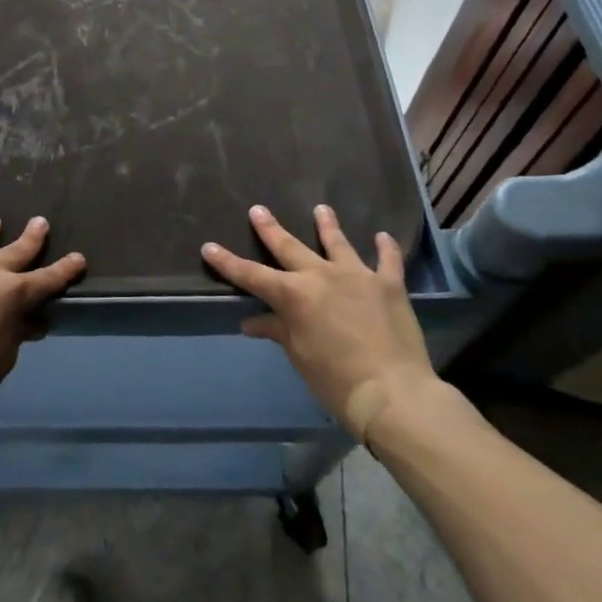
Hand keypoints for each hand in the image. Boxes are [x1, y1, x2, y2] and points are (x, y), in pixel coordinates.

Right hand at [201, 204, 438, 440]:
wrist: (392, 393)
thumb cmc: (336, 380)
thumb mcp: (299, 356)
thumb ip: (277, 331)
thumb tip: (251, 322)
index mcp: (294, 295)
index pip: (252, 275)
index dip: (228, 262)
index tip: (209, 247)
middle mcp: (321, 275)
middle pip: (289, 247)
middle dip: (270, 229)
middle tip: (258, 210)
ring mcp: (357, 276)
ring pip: (338, 243)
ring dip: (328, 225)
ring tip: (322, 209)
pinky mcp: (388, 285)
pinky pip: (387, 260)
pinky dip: (385, 248)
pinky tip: (383, 236)